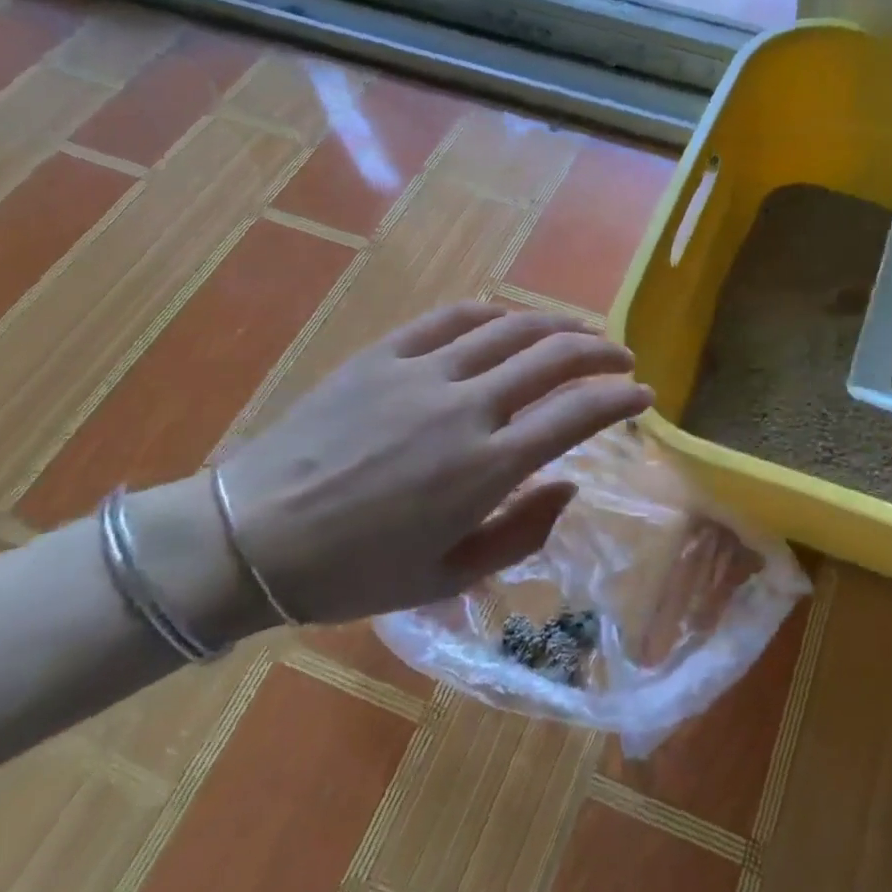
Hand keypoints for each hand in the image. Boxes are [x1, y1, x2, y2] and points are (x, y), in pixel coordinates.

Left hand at [211, 303, 652, 624]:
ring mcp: (424, 372)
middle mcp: (467, 407)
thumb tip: (570, 485)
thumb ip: (522, 532)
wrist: (248, 538)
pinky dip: (495, 313)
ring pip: (512, 328)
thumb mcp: (448, 578)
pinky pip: (453, 318)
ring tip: (581, 332)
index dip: (621, 399)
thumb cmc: (354, 572)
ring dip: (558, 325)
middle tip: (622, 358)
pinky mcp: (385, 354)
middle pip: (555, 357)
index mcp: (487, 467)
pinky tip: (510, 320)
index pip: (578, 414)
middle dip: (602, 352)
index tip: (643, 396)